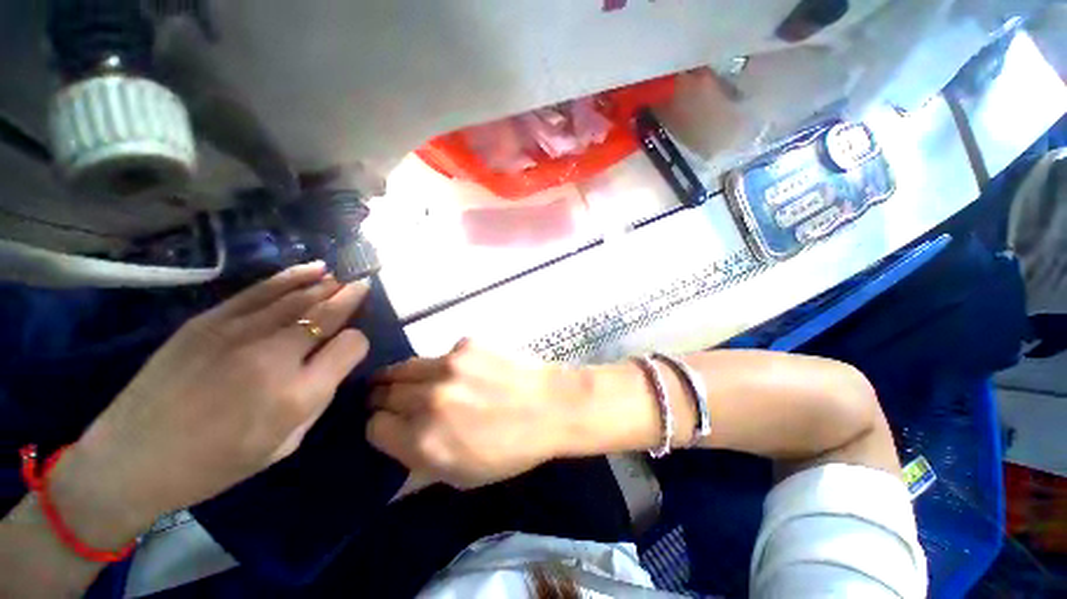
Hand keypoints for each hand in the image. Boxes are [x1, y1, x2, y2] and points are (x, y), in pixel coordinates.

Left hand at [52, 262, 370, 545]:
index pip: (352, 346)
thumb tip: (332, 361)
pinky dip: (293, 277)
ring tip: (342, 277)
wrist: (133, 459)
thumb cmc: (216, 464)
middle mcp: (275, 357)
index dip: (357, 342)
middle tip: (363, 286)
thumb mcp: (285, 444)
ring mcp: (239, 333)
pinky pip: (263, 290)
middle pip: (328, 313)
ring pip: (299, 296)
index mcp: (298, 395)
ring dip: (327, 284)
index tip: (350, 348)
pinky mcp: (209, 321)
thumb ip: (317, 397)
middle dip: (351, 297)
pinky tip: (313, 269)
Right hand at [367, 341, 587, 488]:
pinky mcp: (466, 344)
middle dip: (384, 399)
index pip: (374, 427)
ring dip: (403, 377)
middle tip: (392, 400)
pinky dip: (445, 365)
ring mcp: (448, 365)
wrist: (551, 406)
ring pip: (404, 367)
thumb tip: (392, 453)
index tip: (390, 426)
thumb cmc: (512, 449)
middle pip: (383, 392)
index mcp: (424, 440)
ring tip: (412, 381)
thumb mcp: (463, 476)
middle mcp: (429, 399)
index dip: (381, 428)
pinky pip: (442, 355)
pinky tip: (466, 371)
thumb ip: (420, 466)